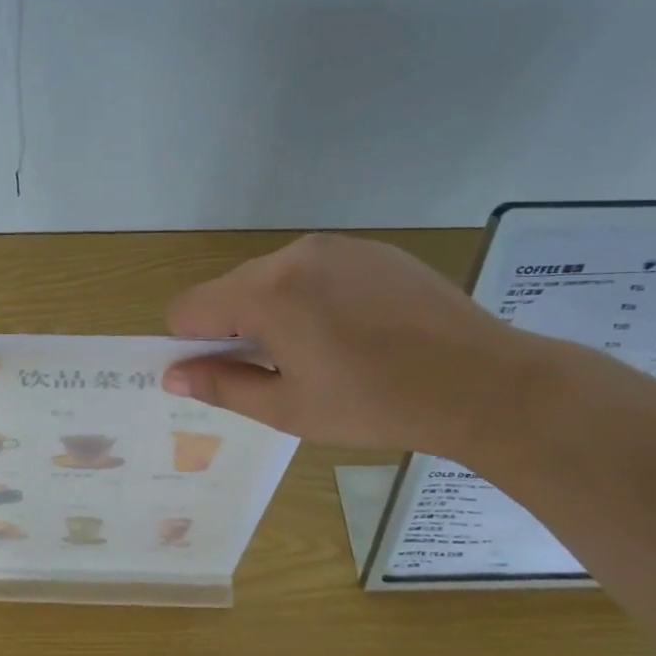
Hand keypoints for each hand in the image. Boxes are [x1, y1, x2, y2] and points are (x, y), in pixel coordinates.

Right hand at [163, 234, 533, 457]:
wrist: (483, 383)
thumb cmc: (375, 405)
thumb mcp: (288, 408)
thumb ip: (221, 386)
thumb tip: (173, 376)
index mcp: (267, 293)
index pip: (188, 307)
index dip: (193, 344)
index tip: (228, 373)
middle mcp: (293, 254)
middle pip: (230, 289)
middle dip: (237, 328)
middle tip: (282, 371)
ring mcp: (336, 246)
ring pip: (272, 278)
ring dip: (275, 312)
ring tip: (324, 352)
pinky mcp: (371, 249)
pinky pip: (315, 270)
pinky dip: (314, 298)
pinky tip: (356, 331)